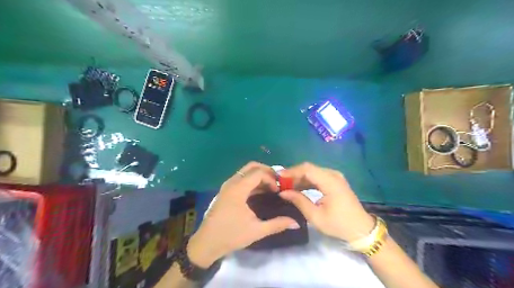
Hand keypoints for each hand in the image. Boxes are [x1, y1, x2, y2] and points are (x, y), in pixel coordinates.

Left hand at [186, 162, 296, 267]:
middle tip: (277, 183)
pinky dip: (252, 181)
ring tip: (271, 187)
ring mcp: (227, 186)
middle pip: (252, 167)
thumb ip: (277, 224)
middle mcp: (232, 183)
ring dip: (259, 176)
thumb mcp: (256, 231)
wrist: (206, 243)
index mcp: (238, 189)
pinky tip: (260, 192)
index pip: (258, 173)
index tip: (278, 191)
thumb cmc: (231, 236)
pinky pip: (241, 178)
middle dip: (266, 171)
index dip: (271, 178)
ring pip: (246, 172)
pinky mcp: (226, 191)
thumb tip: (296, 223)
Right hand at [277, 163, 374, 241]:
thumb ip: (299, 201)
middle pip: (309, 168)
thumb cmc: (339, 224)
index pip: (307, 169)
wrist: (361, 229)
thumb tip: (283, 192)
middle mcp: (333, 175)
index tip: (278, 177)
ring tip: (286, 186)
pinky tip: (298, 187)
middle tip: (280, 183)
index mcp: (330, 182)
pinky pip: (317, 176)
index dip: (291, 172)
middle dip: (293, 174)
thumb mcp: (316, 216)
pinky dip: (306, 180)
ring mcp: (335, 177)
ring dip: (299, 177)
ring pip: (312, 171)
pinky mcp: (335, 181)